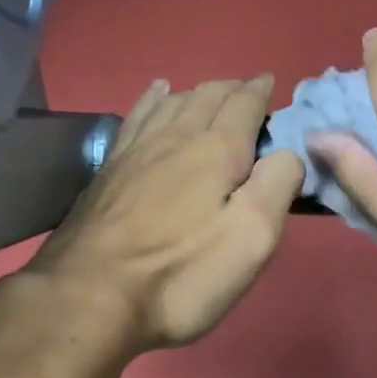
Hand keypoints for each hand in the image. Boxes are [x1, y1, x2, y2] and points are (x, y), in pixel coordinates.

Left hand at [24, 75, 306, 353]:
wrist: (90, 295)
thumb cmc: (182, 273)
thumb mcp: (251, 237)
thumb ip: (277, 185)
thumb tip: (286, 151)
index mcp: (216, 150)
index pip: (244, 104)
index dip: (260, 91)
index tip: (271, 82)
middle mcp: (175, 137)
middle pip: (207, 96)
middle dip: (232, 89)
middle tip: (248, 93)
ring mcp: (136, 150)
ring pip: (172, 102)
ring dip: (197, 92)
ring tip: (210, 92)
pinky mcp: (109, 169)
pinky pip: (138, 116)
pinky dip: (154, 99)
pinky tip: (156, 93)